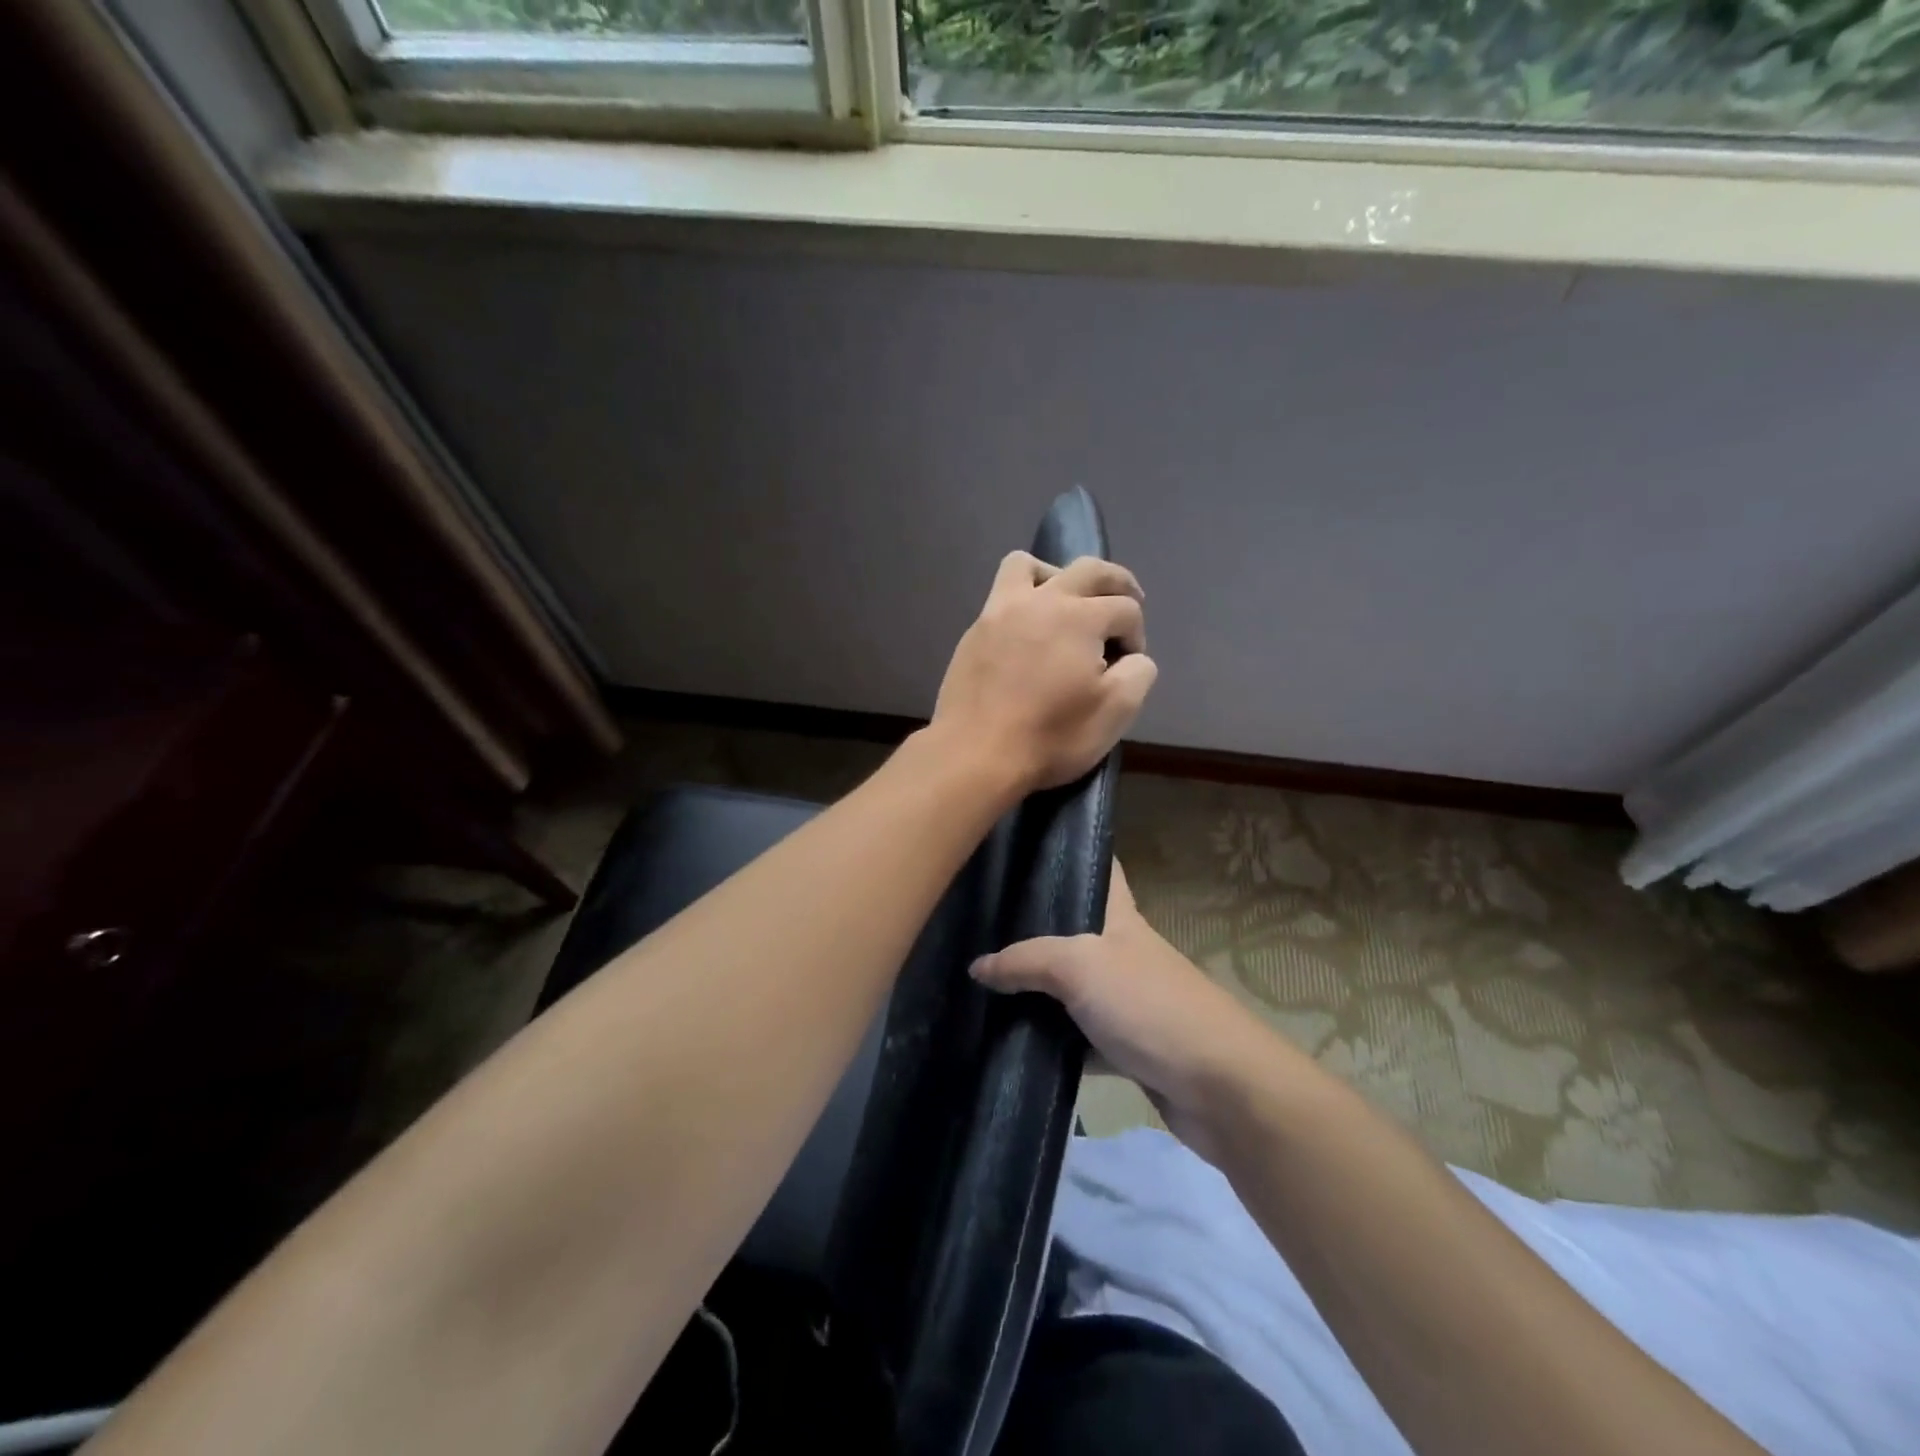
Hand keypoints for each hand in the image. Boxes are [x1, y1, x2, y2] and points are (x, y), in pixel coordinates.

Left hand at [932, 552, 1157, 791]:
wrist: (974, 755)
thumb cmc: (1050, 737)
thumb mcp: (1116, 713)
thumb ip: (1138, 673)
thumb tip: (1132, 657)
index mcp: (1080, 617)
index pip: (1126, 609)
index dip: (1137, 635)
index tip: (1128, 667)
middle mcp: (1041, 600)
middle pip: (1089, 570)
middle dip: (1118, 583)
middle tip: (1129, 600)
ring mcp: (1001, 611)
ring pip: (1030, 565)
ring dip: (1059, 575)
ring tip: (1068, 603)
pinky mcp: (975, 631)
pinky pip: (1003, 594)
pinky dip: (1025, 599)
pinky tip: (1030, 631)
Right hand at [969, 862, 1274, 1161]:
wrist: (1220, 1088)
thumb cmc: (1150, 1005)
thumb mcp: (1080, 966)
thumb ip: (1026, 960)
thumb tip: (977, 967)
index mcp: (1121, 918)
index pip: (1100, 870)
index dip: (1070, 853)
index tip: (1025, 846)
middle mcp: (1123, 954)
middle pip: (1073, 933)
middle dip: (1031, 931)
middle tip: (977, 926)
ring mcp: (1126, 1003)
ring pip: (1070, 990)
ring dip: (1035, 993)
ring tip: (979, 986)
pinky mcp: (1126, 1049)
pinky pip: (1077, 1039)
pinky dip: (1051, 1043)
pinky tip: (1010, 1043)